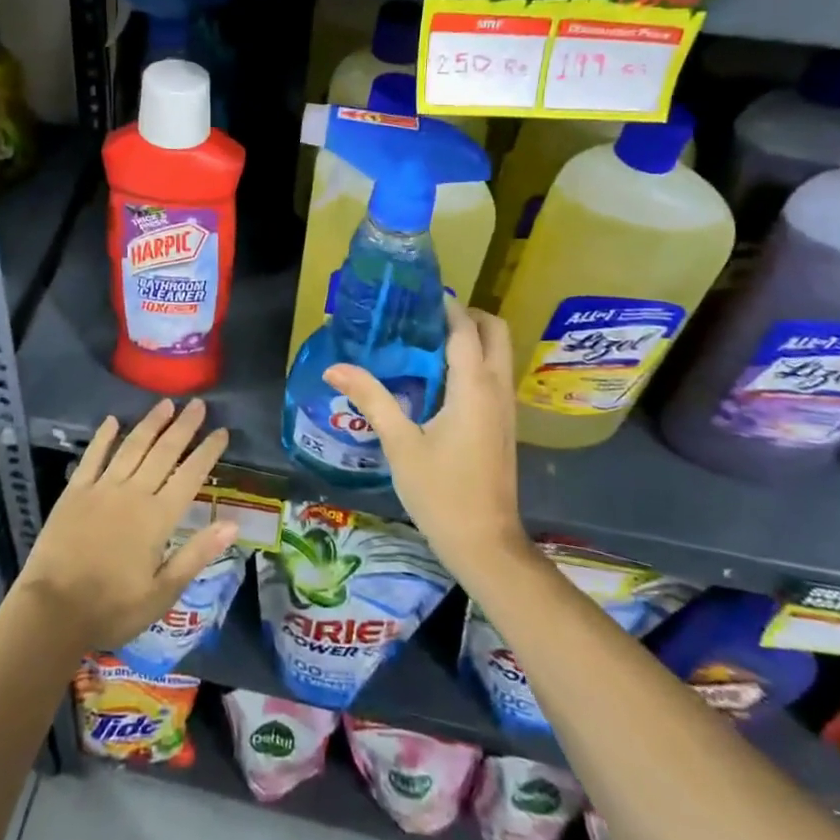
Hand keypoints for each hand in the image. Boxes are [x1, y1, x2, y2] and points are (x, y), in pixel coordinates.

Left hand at [15, 398, 237, 651]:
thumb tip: (232, 524)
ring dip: (150, 423)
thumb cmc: (112, 608)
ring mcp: (102, 488)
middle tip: (198, 404)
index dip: (207, 452)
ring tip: (166, 403)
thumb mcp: (162, 593)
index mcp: (158, 518)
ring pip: (132, 446)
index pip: (190, 475)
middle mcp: (133, 493)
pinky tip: (112, 420)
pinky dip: (103, 437)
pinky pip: (92, 456)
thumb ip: (197, 554)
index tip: (222, 431)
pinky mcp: (75, 492)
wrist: (53, 611)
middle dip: (184, 426)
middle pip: (164, 452)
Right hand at [324, 301, 527, 582]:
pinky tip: (438, 378)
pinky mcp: (503, 424)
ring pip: (499, 354)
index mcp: (473, 387)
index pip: (465, 329)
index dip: (446, 306)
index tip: (417, 295)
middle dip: (467, 315)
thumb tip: (334, 367)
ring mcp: (505, 408)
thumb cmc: (441, 492)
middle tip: (426, 318)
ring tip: (427, 341)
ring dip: (472, 338)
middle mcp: (497, 389)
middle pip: (495, 332)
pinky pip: (494, 375)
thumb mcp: (400, 443)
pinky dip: (474, 361)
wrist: (485, 544)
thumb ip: (371, 398)